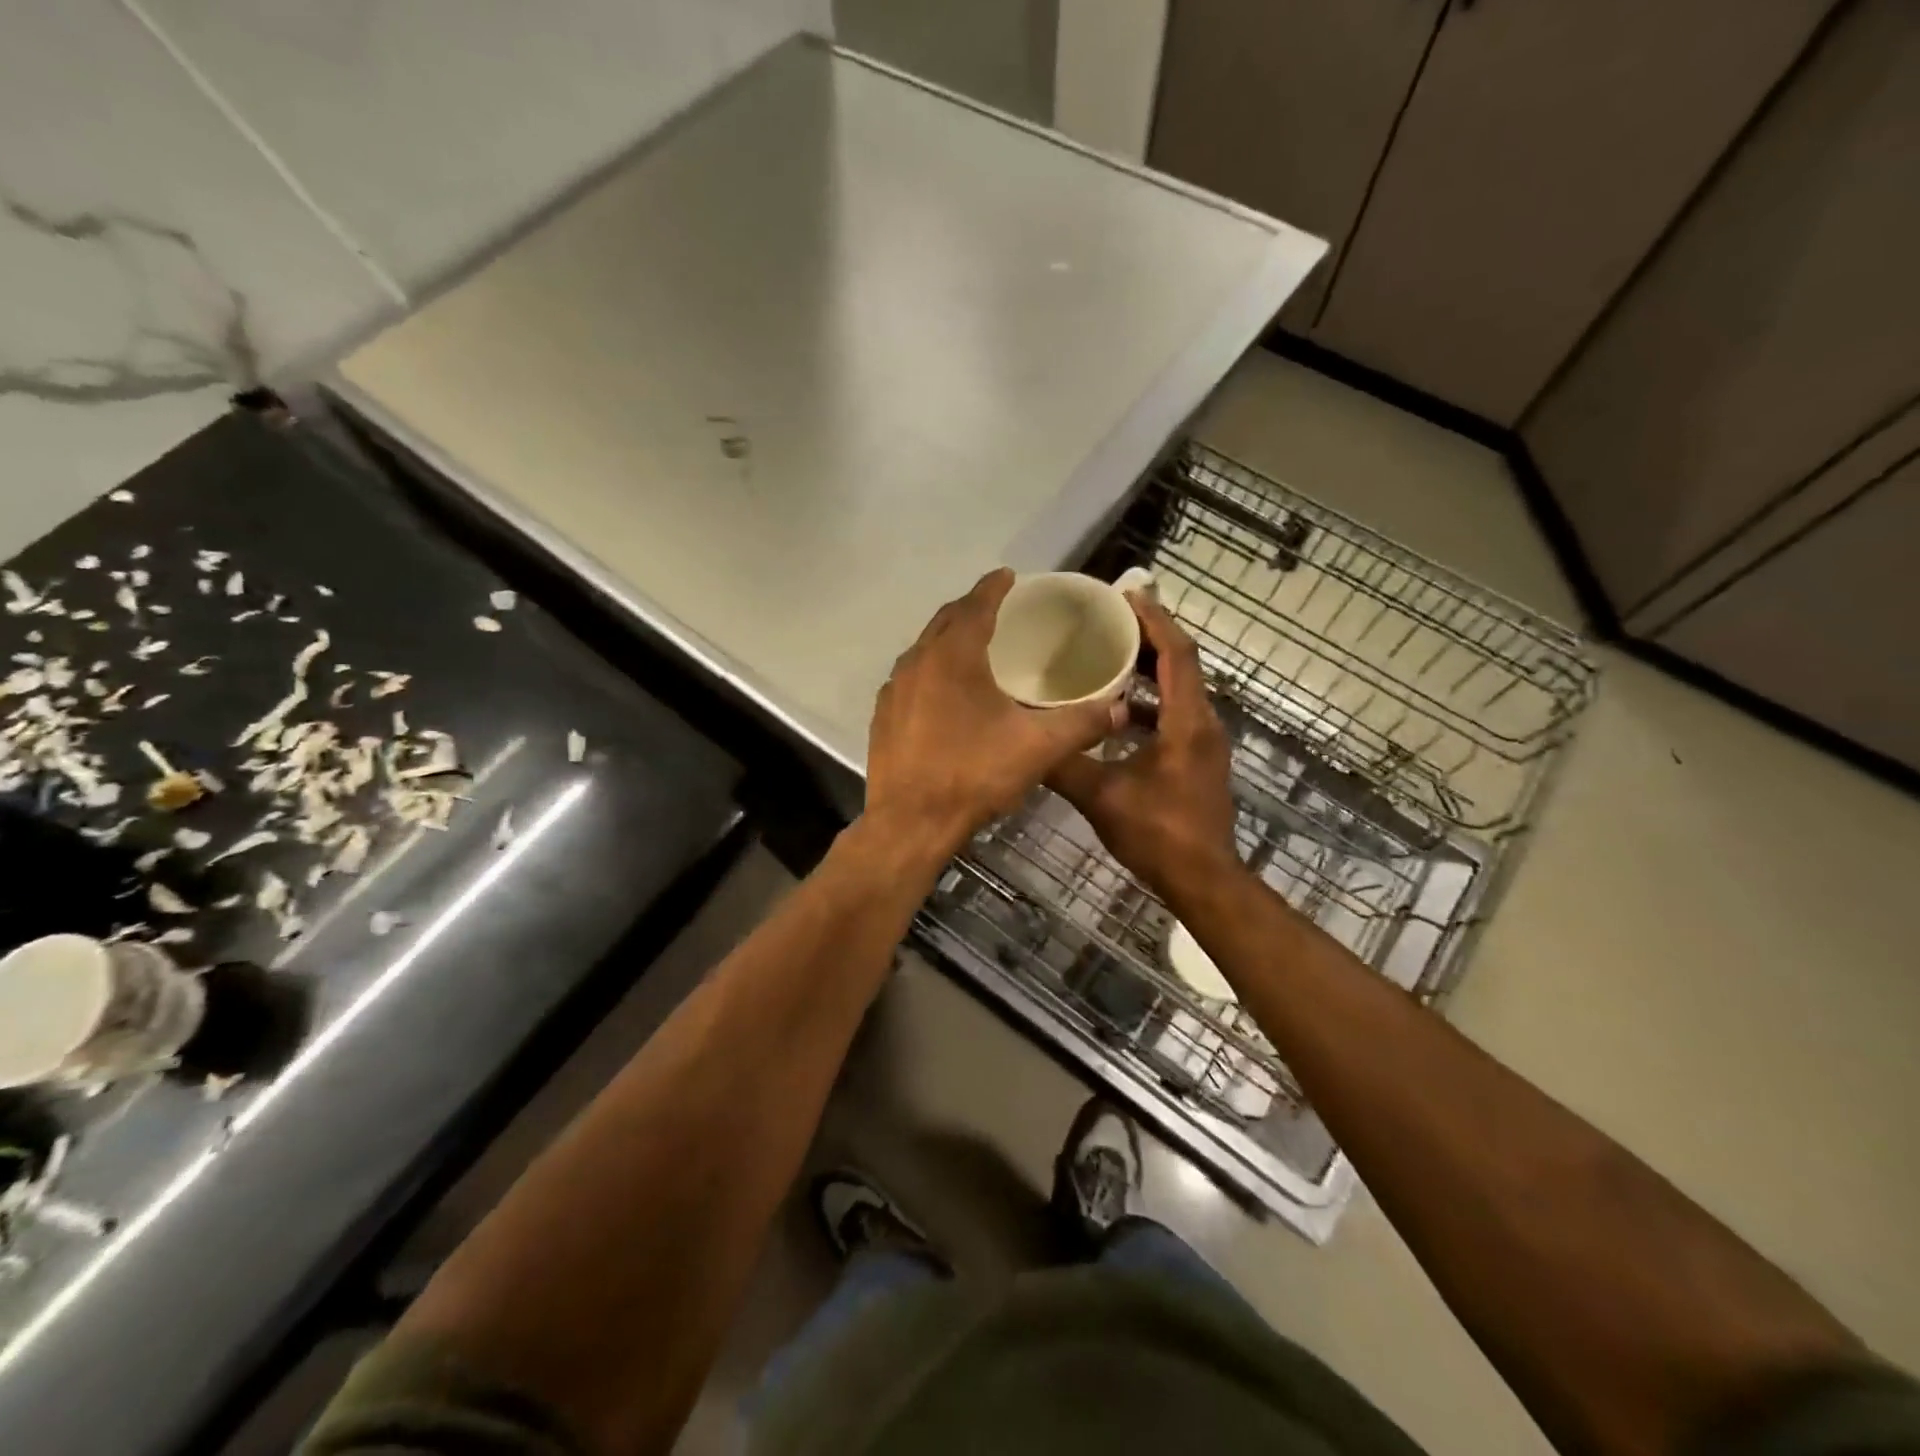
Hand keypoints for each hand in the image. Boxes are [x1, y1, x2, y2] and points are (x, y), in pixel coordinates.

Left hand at [865, 569, 1125, 857]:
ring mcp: (894, 690)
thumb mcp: (1038, 748)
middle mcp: (917, 662)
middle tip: (995, 607)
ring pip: (924, 649)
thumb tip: (1118, 708)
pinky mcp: (884, 716)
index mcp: (954, 657)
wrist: (911, 822)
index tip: (1008, 575)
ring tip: (972, 644)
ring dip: (948, 638)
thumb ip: (1081, 723)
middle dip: (970, 608)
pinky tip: (944, 691)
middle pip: (946, 621)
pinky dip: (931, 670)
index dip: (994, 587)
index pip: (975, 605)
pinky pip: (910, 677)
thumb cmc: (974, 774)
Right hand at [1047, 592, 1240, 898]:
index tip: (1126, 595)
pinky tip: (1113, 710)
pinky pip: (1174, 714)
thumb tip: (1022, 742)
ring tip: (1107, 654)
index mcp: (1187, 722)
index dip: (1154, 620)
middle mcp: (1203, 724)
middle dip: (1149, 636)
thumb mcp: (1101, 796)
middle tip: (1109, 618)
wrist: (1202, 879)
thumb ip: (1062, 764)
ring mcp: (1203, 743)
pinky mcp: (1197, 760)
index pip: (1177, 654)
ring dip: (1148, 669)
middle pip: (1181, 664)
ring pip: (1178, 690)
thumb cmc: (1157, 833)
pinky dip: (1148, 701)